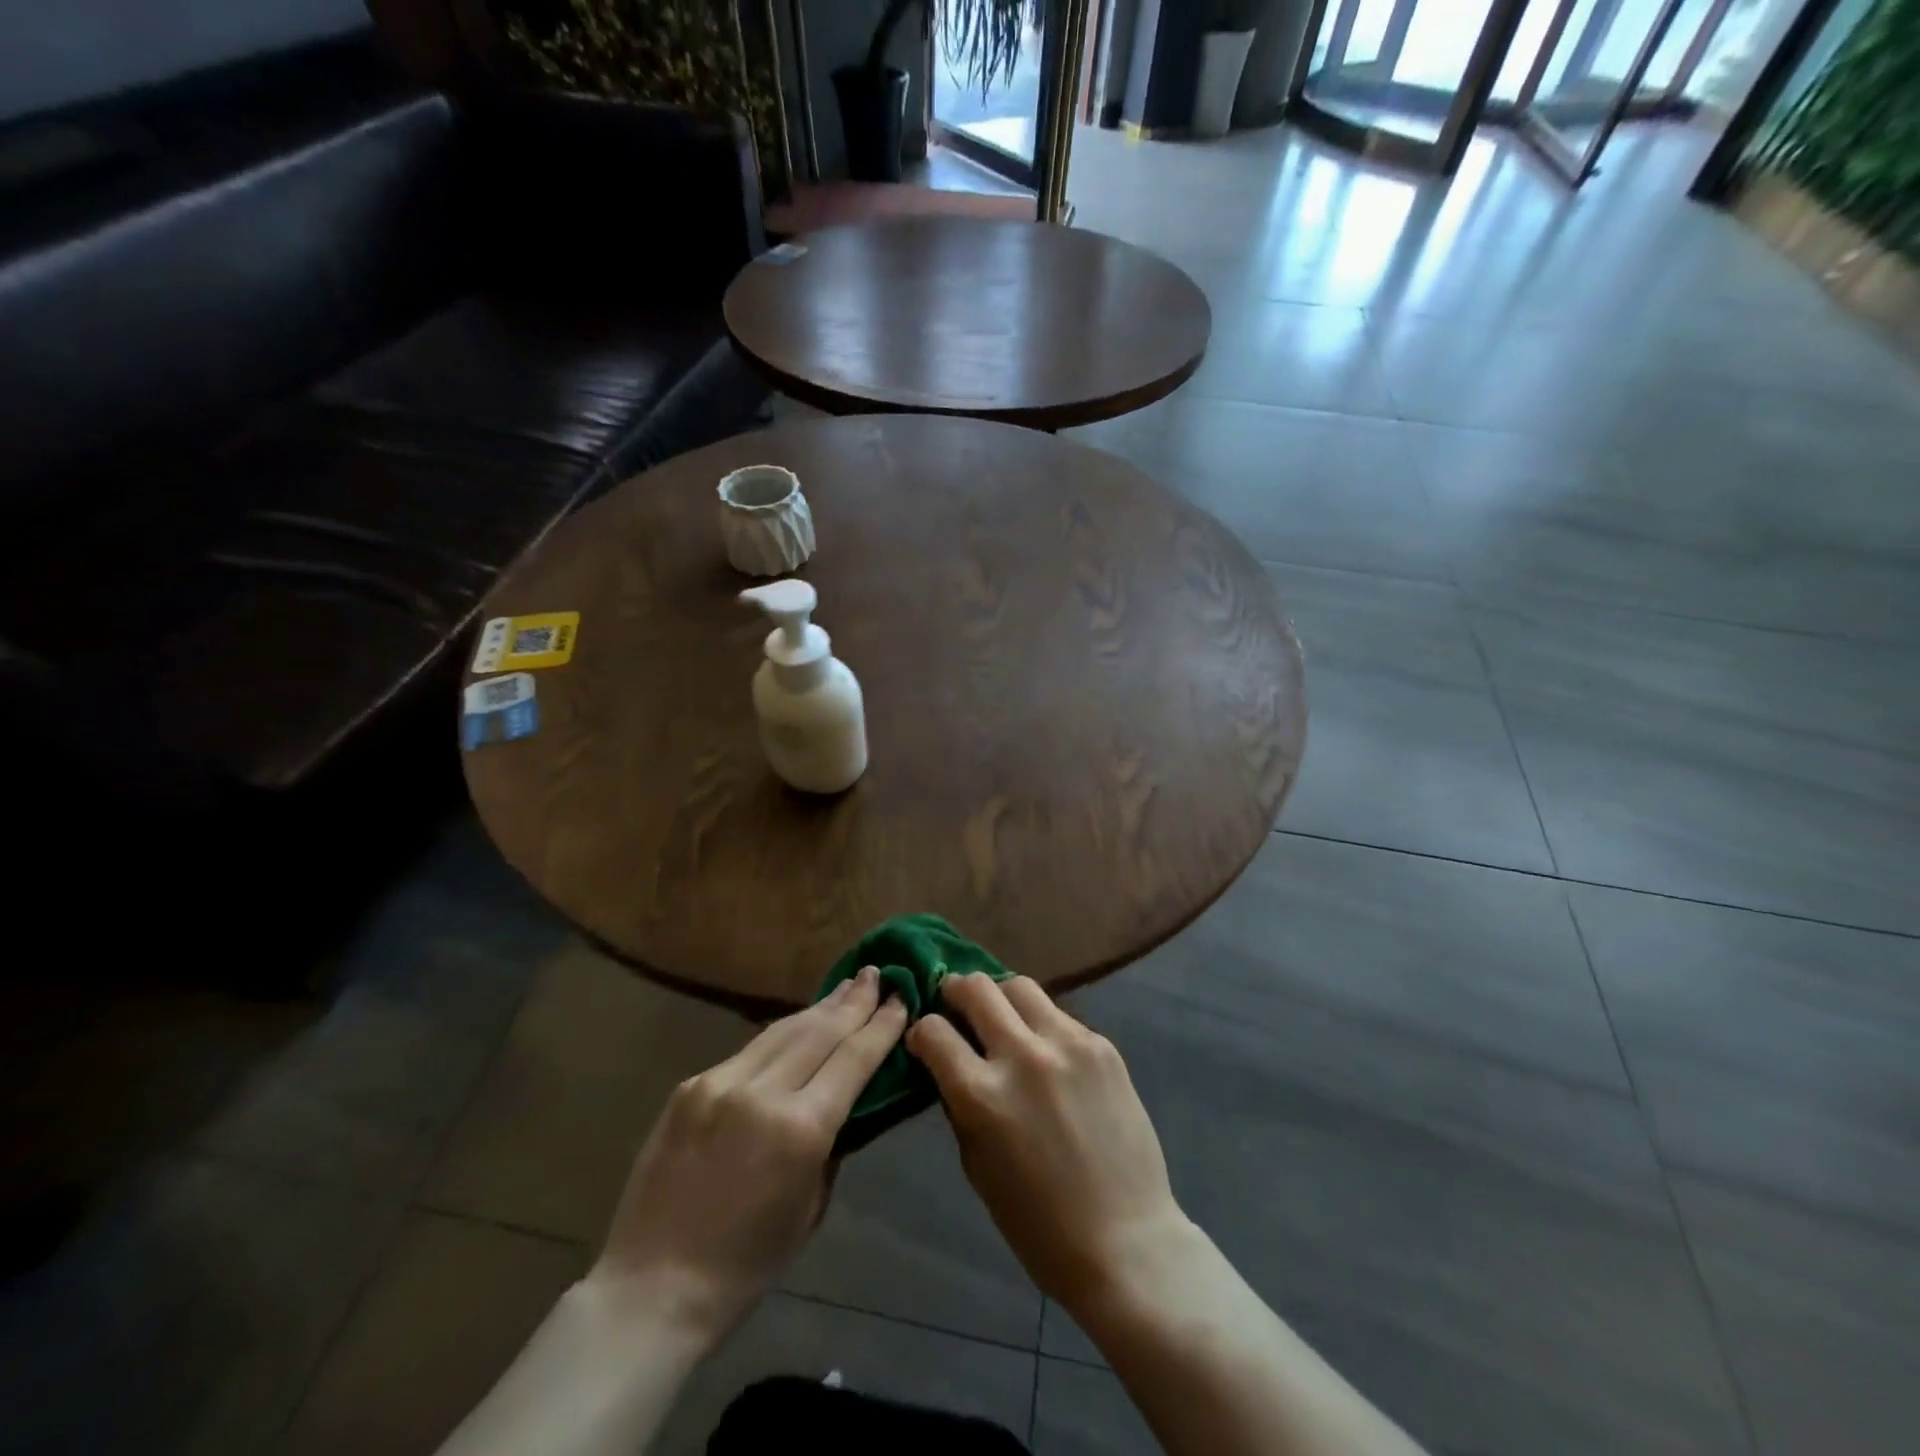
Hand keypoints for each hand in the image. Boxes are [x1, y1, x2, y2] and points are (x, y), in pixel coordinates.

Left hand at [588, 967, 907, 1347]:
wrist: (652, 1287)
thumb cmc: (746, 1264)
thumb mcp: (811, 1206)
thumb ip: (832, 1142)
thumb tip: (847, 1097)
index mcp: (801, 1129)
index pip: (854, 1059)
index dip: (881, 1025)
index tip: (900, 997)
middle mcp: (763, 1092)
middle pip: (821, 1032)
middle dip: (853, 1001)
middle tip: (876, 974)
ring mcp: (721, 1082)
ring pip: (783, 1030)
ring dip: (819, 1007)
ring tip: (844, 987)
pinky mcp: (692, 1084)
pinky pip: (748, 1050)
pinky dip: (780, 1033)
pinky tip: (796, 1024)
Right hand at [907, 974, 1187, 1312]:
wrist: (1124, 1239)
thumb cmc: (1038, 1222)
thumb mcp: (977, 1165)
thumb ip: (961, 1103)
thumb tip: (949, 1062)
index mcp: (983, 1095)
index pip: (933, 1031)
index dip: (921, 1031)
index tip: (925, 1039)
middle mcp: (1023, 1056)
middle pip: (977, 988)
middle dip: (955, 990)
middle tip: (955, 1002)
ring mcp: (1067, 1044)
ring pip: (1020, 986)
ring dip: (1000, 996)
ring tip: (1001, 1016)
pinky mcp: (1101, 1045)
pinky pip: (1059, 1015)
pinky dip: (1041, 1023)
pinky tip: (1046, 1050)